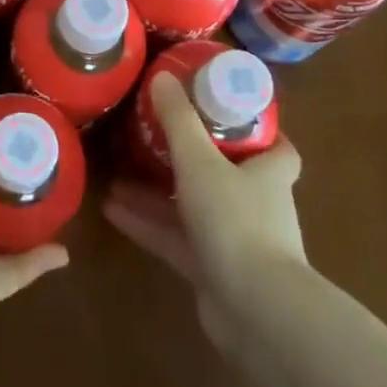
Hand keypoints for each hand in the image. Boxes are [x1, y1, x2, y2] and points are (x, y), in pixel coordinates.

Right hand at [103, 72, 306, 355]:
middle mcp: (256, 203)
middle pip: (225, 173)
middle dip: (189, 157)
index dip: (254, 129)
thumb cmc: (236, 221)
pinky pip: (176, 238)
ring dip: (157, 192)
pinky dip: (147, 224)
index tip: (222, 112)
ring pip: (192, 206)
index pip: (275, 146)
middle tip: (153, 137)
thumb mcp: (200, 161)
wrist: (255, 310)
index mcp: (268, 172)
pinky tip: (111, 210)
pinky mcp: (212, 270)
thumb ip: (178, 121)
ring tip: (116, 173)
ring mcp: (234, 240)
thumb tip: (162, 76)